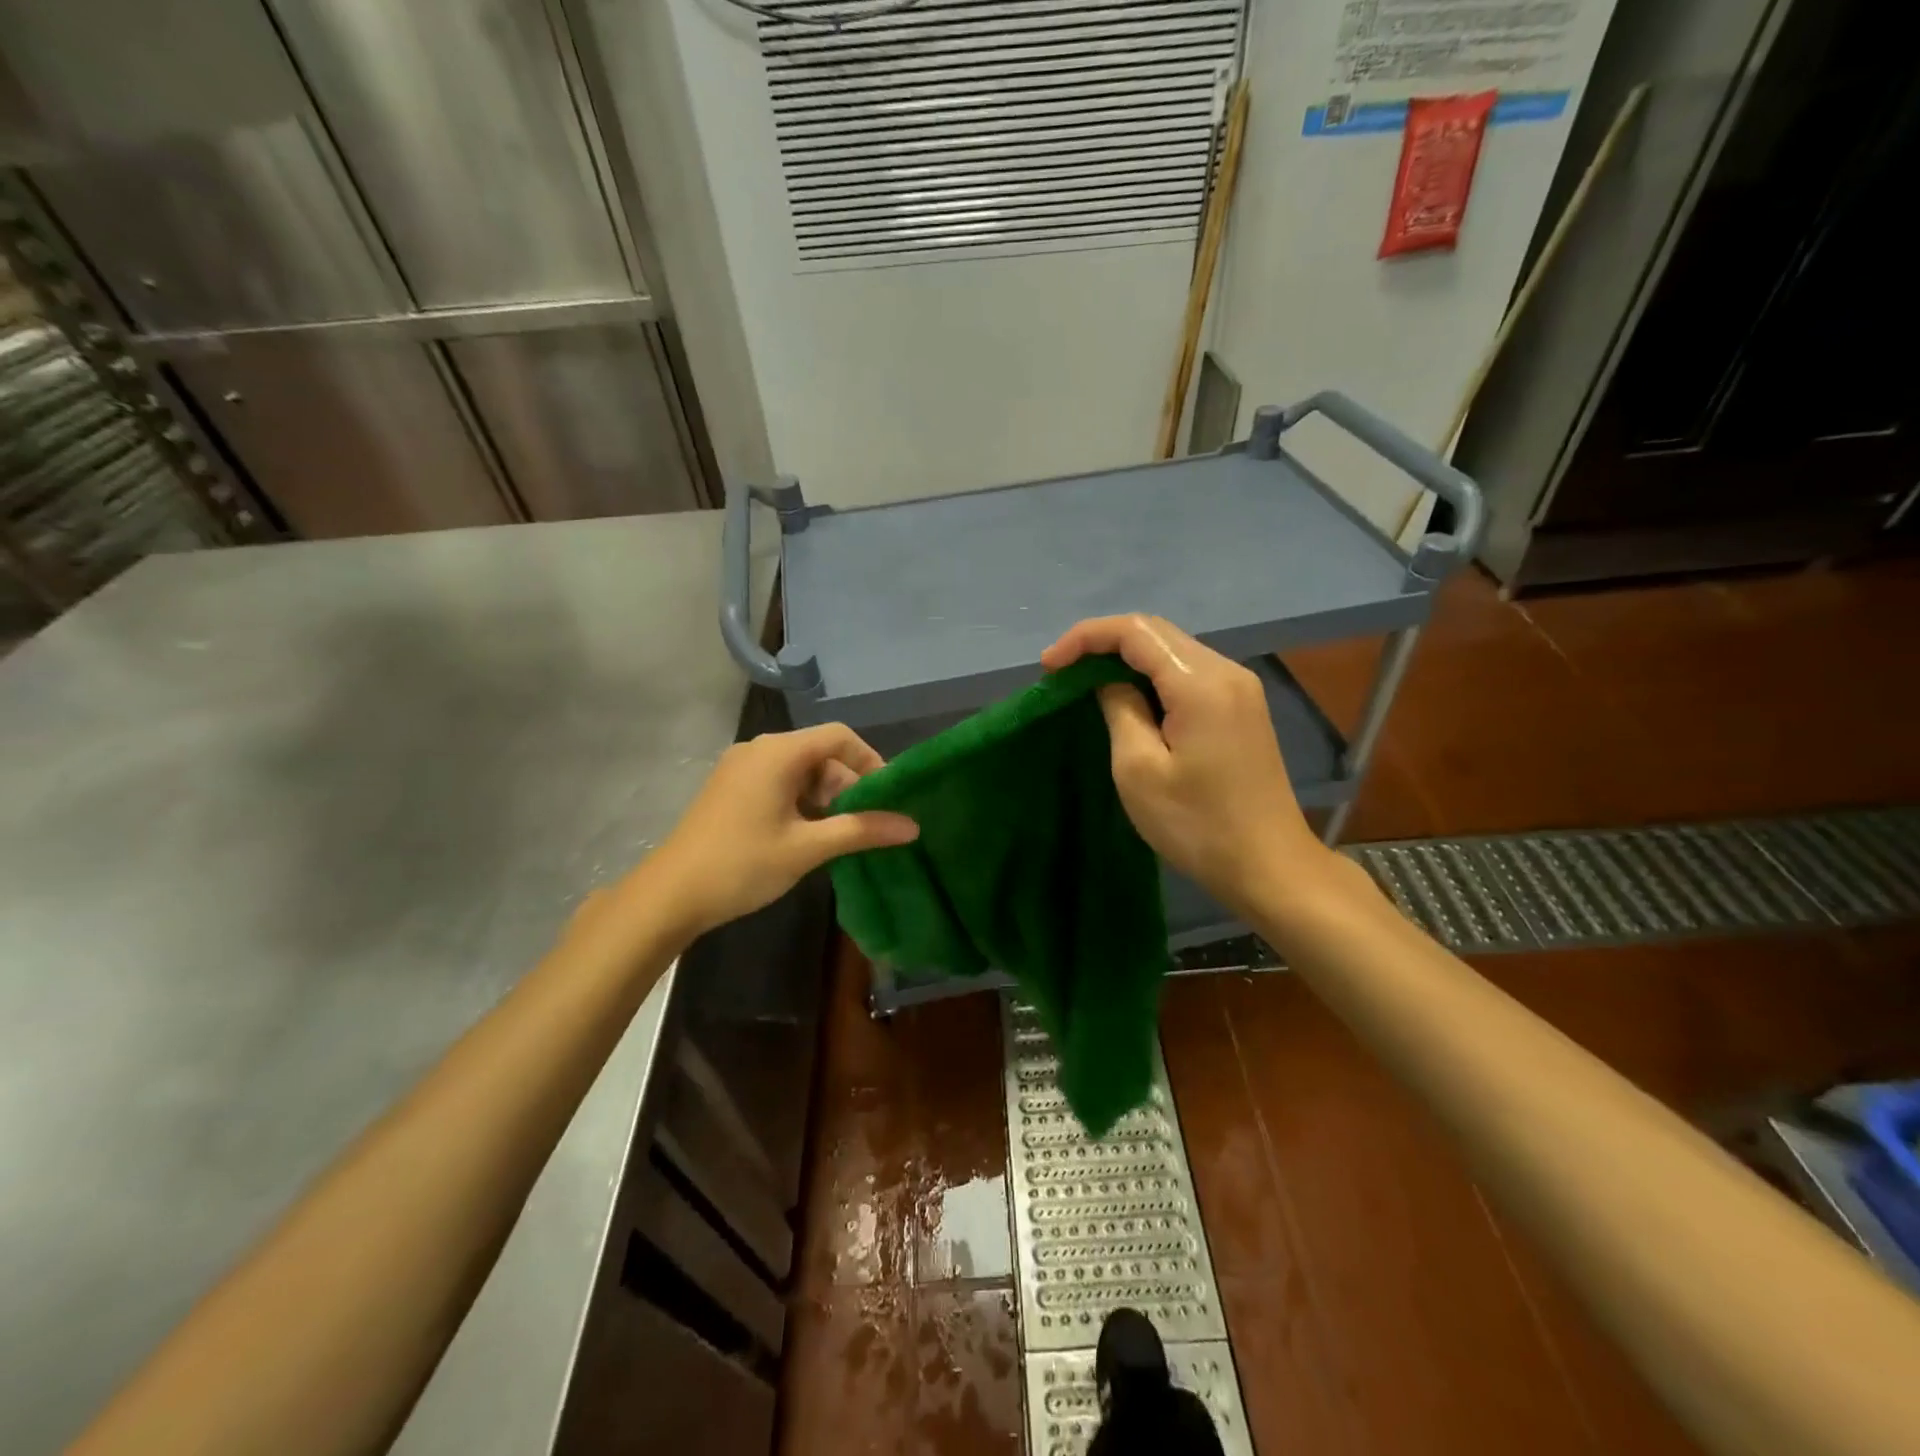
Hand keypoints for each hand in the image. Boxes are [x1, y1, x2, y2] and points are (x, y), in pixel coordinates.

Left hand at [600, 725, 917, 945]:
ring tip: (836, 837)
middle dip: (847, 786)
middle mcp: (759, 750)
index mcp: (778, 753)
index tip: (888, 796)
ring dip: (824, 798)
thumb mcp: (808, 848)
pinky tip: (806, 836)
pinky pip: (778, 782)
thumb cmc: (742, 864)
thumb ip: (861, 830)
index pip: (839, 736)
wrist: (669, 895)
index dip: (870, 760)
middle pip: (820, 753)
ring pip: (799, 771)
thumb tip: (912, 826)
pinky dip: (800, 802)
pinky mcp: (730, 788)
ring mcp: (741, 768)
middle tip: (863, 825)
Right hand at [1042, 614, 1332, 915]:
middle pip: (1156, 633)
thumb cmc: (1197, 824)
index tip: (1048, 667)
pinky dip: (1152, 676)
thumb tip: (1109, 681)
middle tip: (1063, 674)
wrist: (1269, 866)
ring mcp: (1240, 688)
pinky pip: (1189, 673)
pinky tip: (1130, 699)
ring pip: (1172, 651)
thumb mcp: (1139, 769)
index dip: (1085, 638)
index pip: (1135, 631)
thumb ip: (1120, 709)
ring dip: (1126, 659)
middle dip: (1103, 644)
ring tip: (1086, 684)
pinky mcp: (1242, 708)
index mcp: (1200, 682)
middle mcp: (1226, 671)